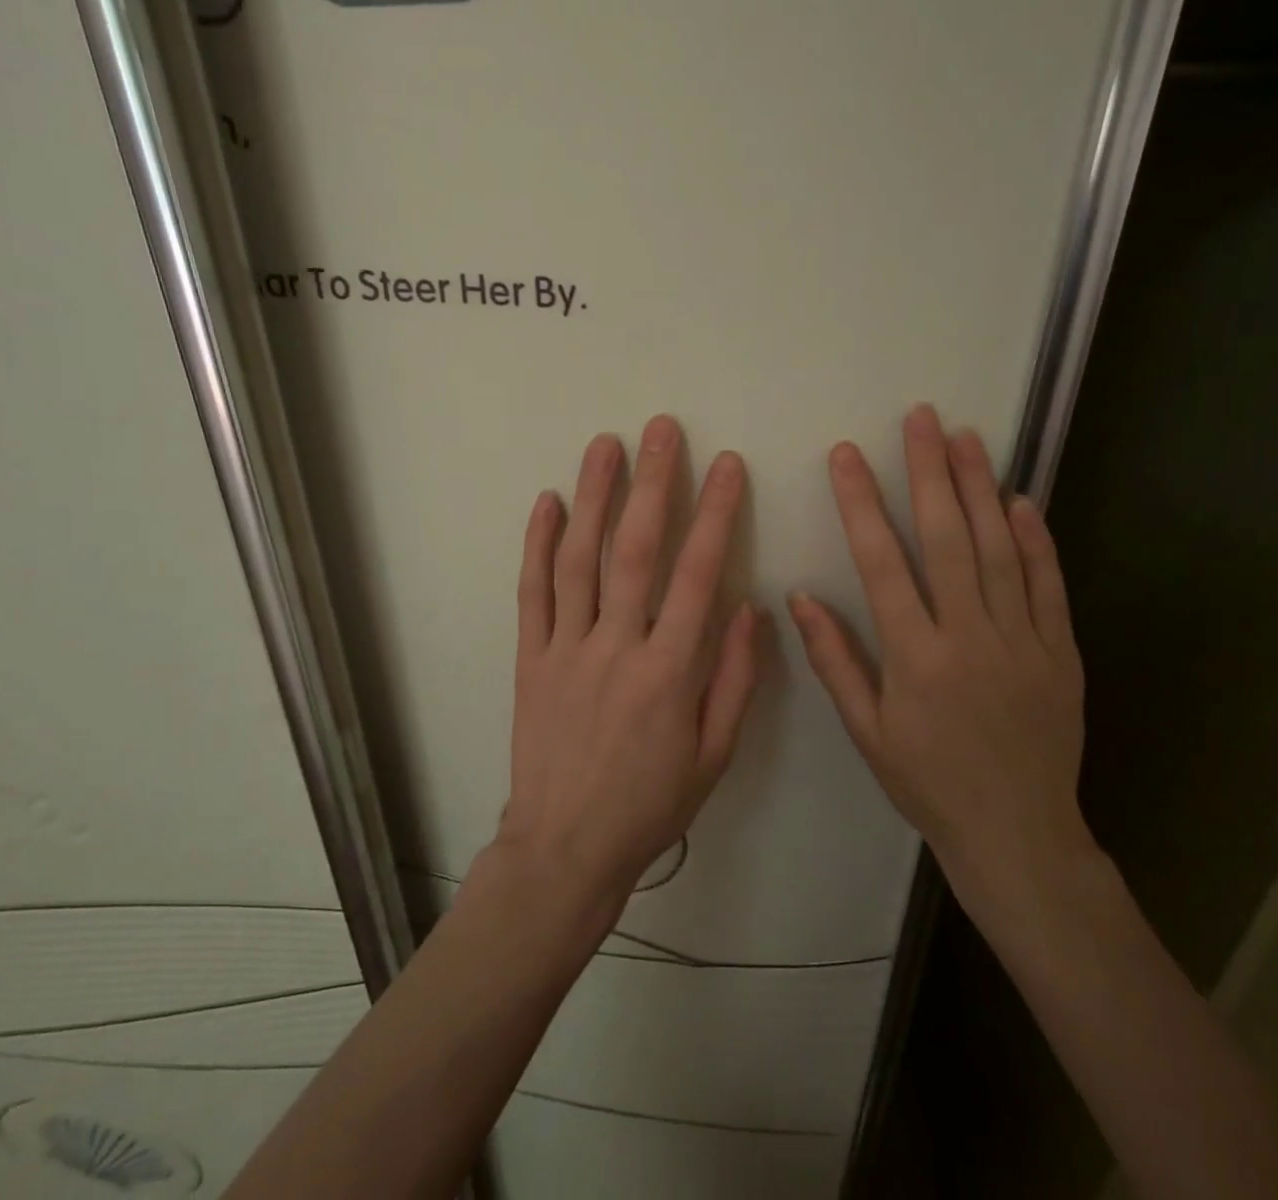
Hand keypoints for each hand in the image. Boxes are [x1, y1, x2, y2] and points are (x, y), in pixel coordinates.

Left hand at [493, 415, 763, 920]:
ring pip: (578, 559)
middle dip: (652, 484)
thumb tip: (748, 608)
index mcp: (668, 673)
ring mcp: (565, 649)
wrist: (564, 848)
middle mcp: (615, 648)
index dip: (715, 514)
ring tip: (604, 445)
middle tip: (661, 430)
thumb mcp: (714, 756)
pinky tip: (546, 501)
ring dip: (592, 496)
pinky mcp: (529, 658)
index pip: (697, 575)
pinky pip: (531, 593)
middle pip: (634, 551)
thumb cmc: (649, 805)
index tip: (726, 465)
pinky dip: (537, 544)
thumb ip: (734, 679)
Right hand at [789, 404, 1094, 924]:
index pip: (881, 562)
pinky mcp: (1060, 651)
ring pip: (998, 549)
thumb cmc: (928, 782)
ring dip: (980, 488)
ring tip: (967, 437)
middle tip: (921, 418)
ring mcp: (1022, 640)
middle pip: (946, 538)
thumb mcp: (866, 731)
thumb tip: (800, 597)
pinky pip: (1048, 585)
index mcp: (915, 656)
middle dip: (929, 472)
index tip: (846, 456)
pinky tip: (1021, 500)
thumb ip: (834, 660)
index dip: (860, 503)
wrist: (1018, 834)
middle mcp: (969, 636)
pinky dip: (1036, 540)